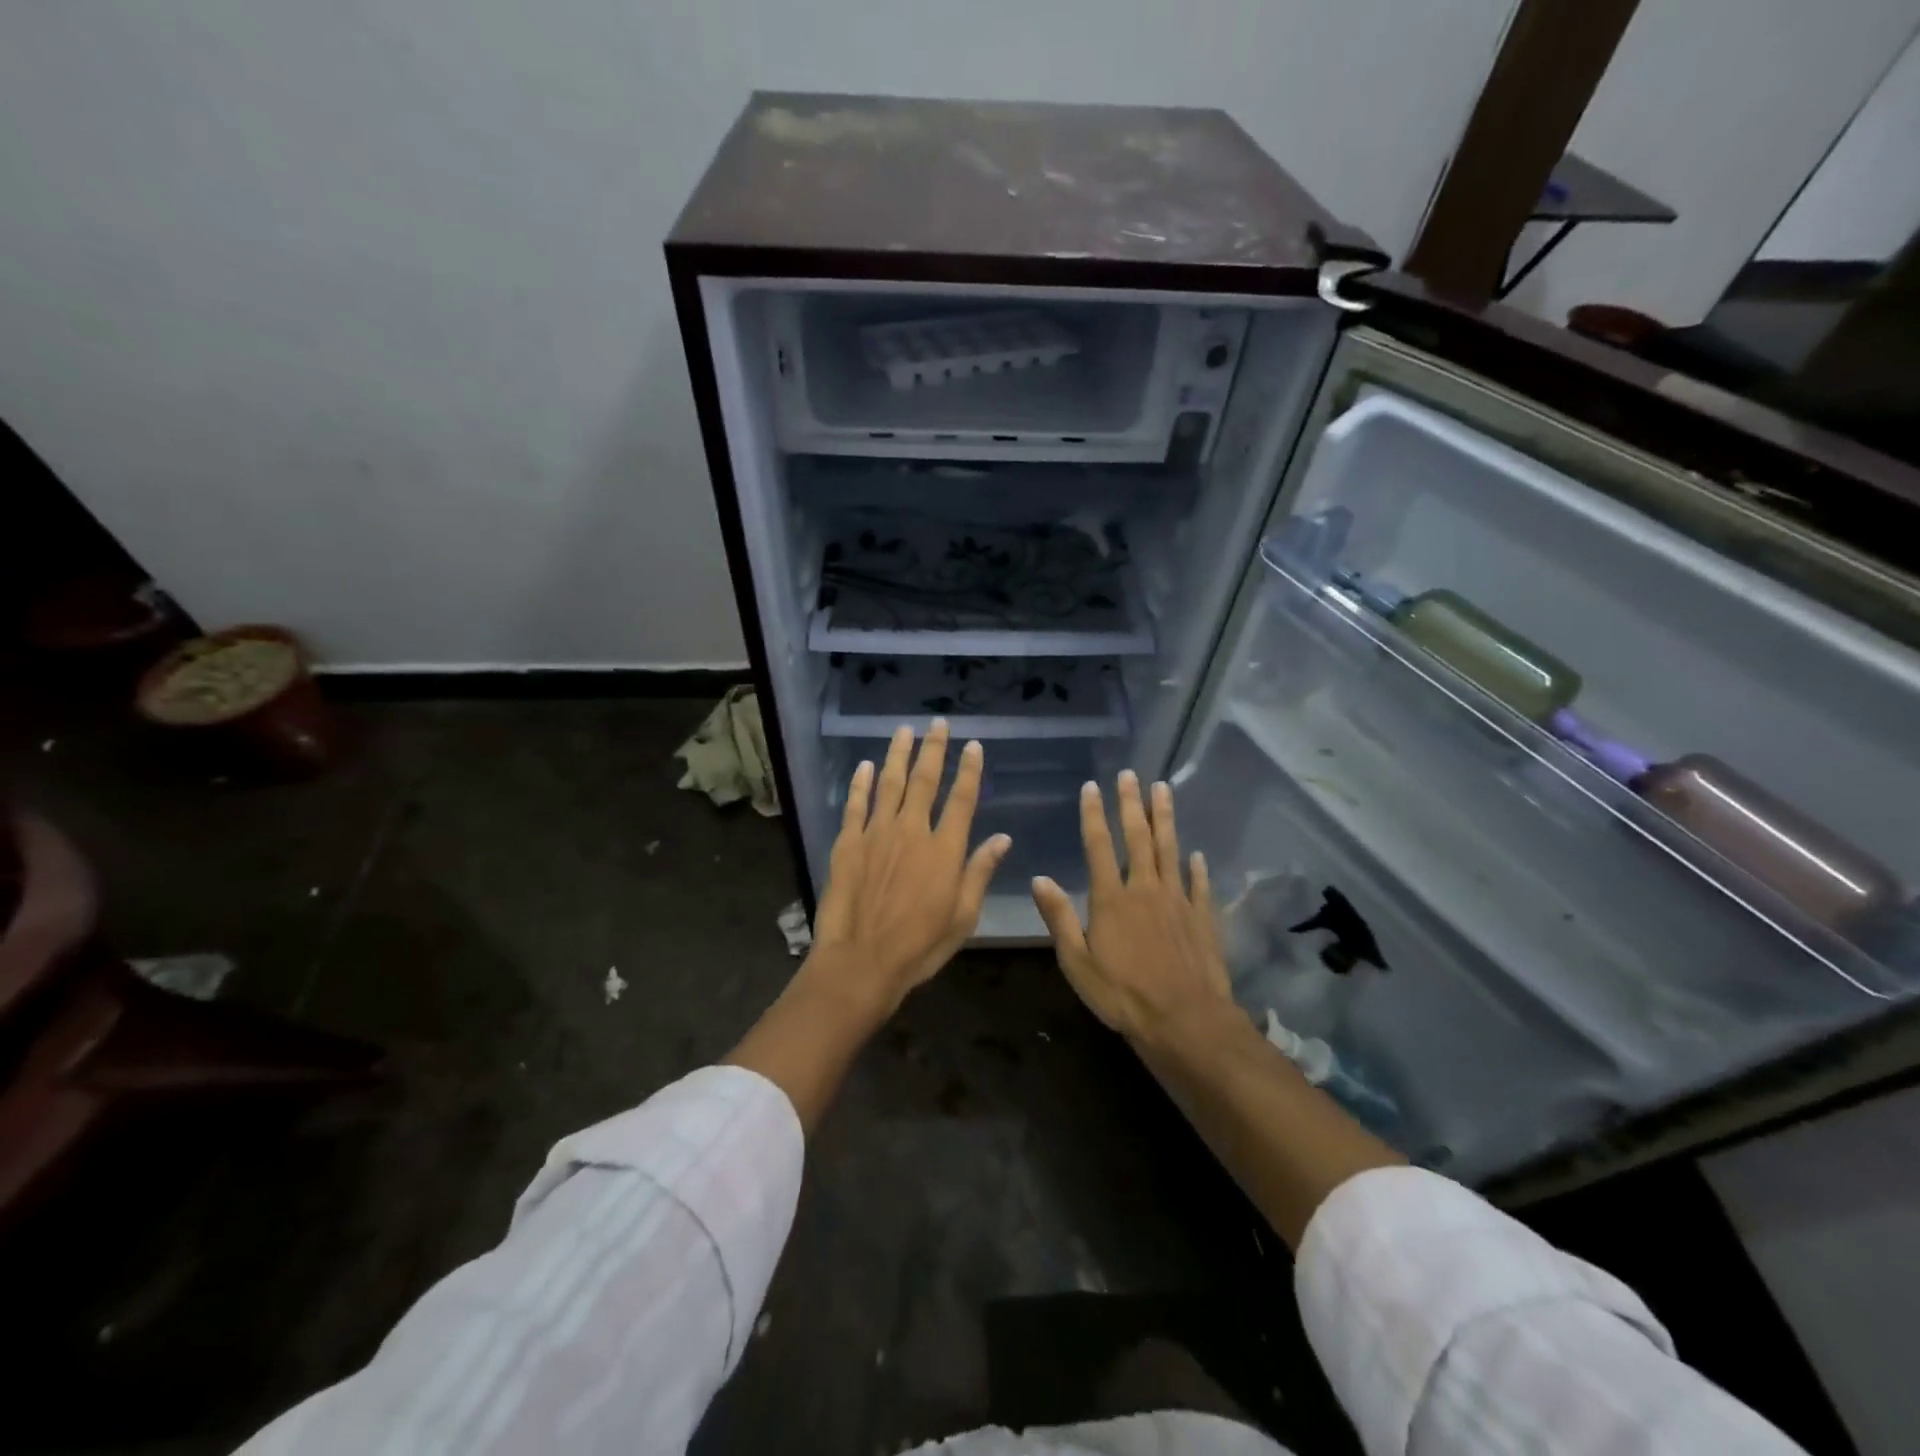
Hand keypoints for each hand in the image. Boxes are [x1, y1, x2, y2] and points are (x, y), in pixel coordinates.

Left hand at [810, 721, 1011, 1013]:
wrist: (861, 961)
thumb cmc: (919, 945)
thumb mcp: (963, 916)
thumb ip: (980, 872)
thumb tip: (1003, 838)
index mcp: (945, 849)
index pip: (962, 799)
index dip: (969, 770)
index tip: (974, 745)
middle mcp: (912, 831)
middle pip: (925, 781)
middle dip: (933, 749)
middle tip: (938, 723)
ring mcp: (876, 834)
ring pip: (889, 784)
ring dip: (898, 754)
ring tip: (904, 730)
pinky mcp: (848, 843)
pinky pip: (856, 804)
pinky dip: (861, 783)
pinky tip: (866, 765)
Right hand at [1031, 772, 1232, 1042]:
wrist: (1184, 1020)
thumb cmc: (1122, 994)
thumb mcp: (1077, 961)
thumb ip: (1059, 917)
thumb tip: (1039, 878)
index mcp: (1111, 898)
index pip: (1099, 846)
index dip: (1093, 815)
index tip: (1092, 786)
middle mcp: (1145, 889)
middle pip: (1138, 838)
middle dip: (1131, 804)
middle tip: (1130, 775)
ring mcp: (1177, 901)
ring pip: (1170, 850)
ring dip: (1165, 818)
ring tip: (1163, 789)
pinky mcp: (1202, 918)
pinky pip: (1199, 885)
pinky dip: (1197, 868)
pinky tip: (1196, 854)